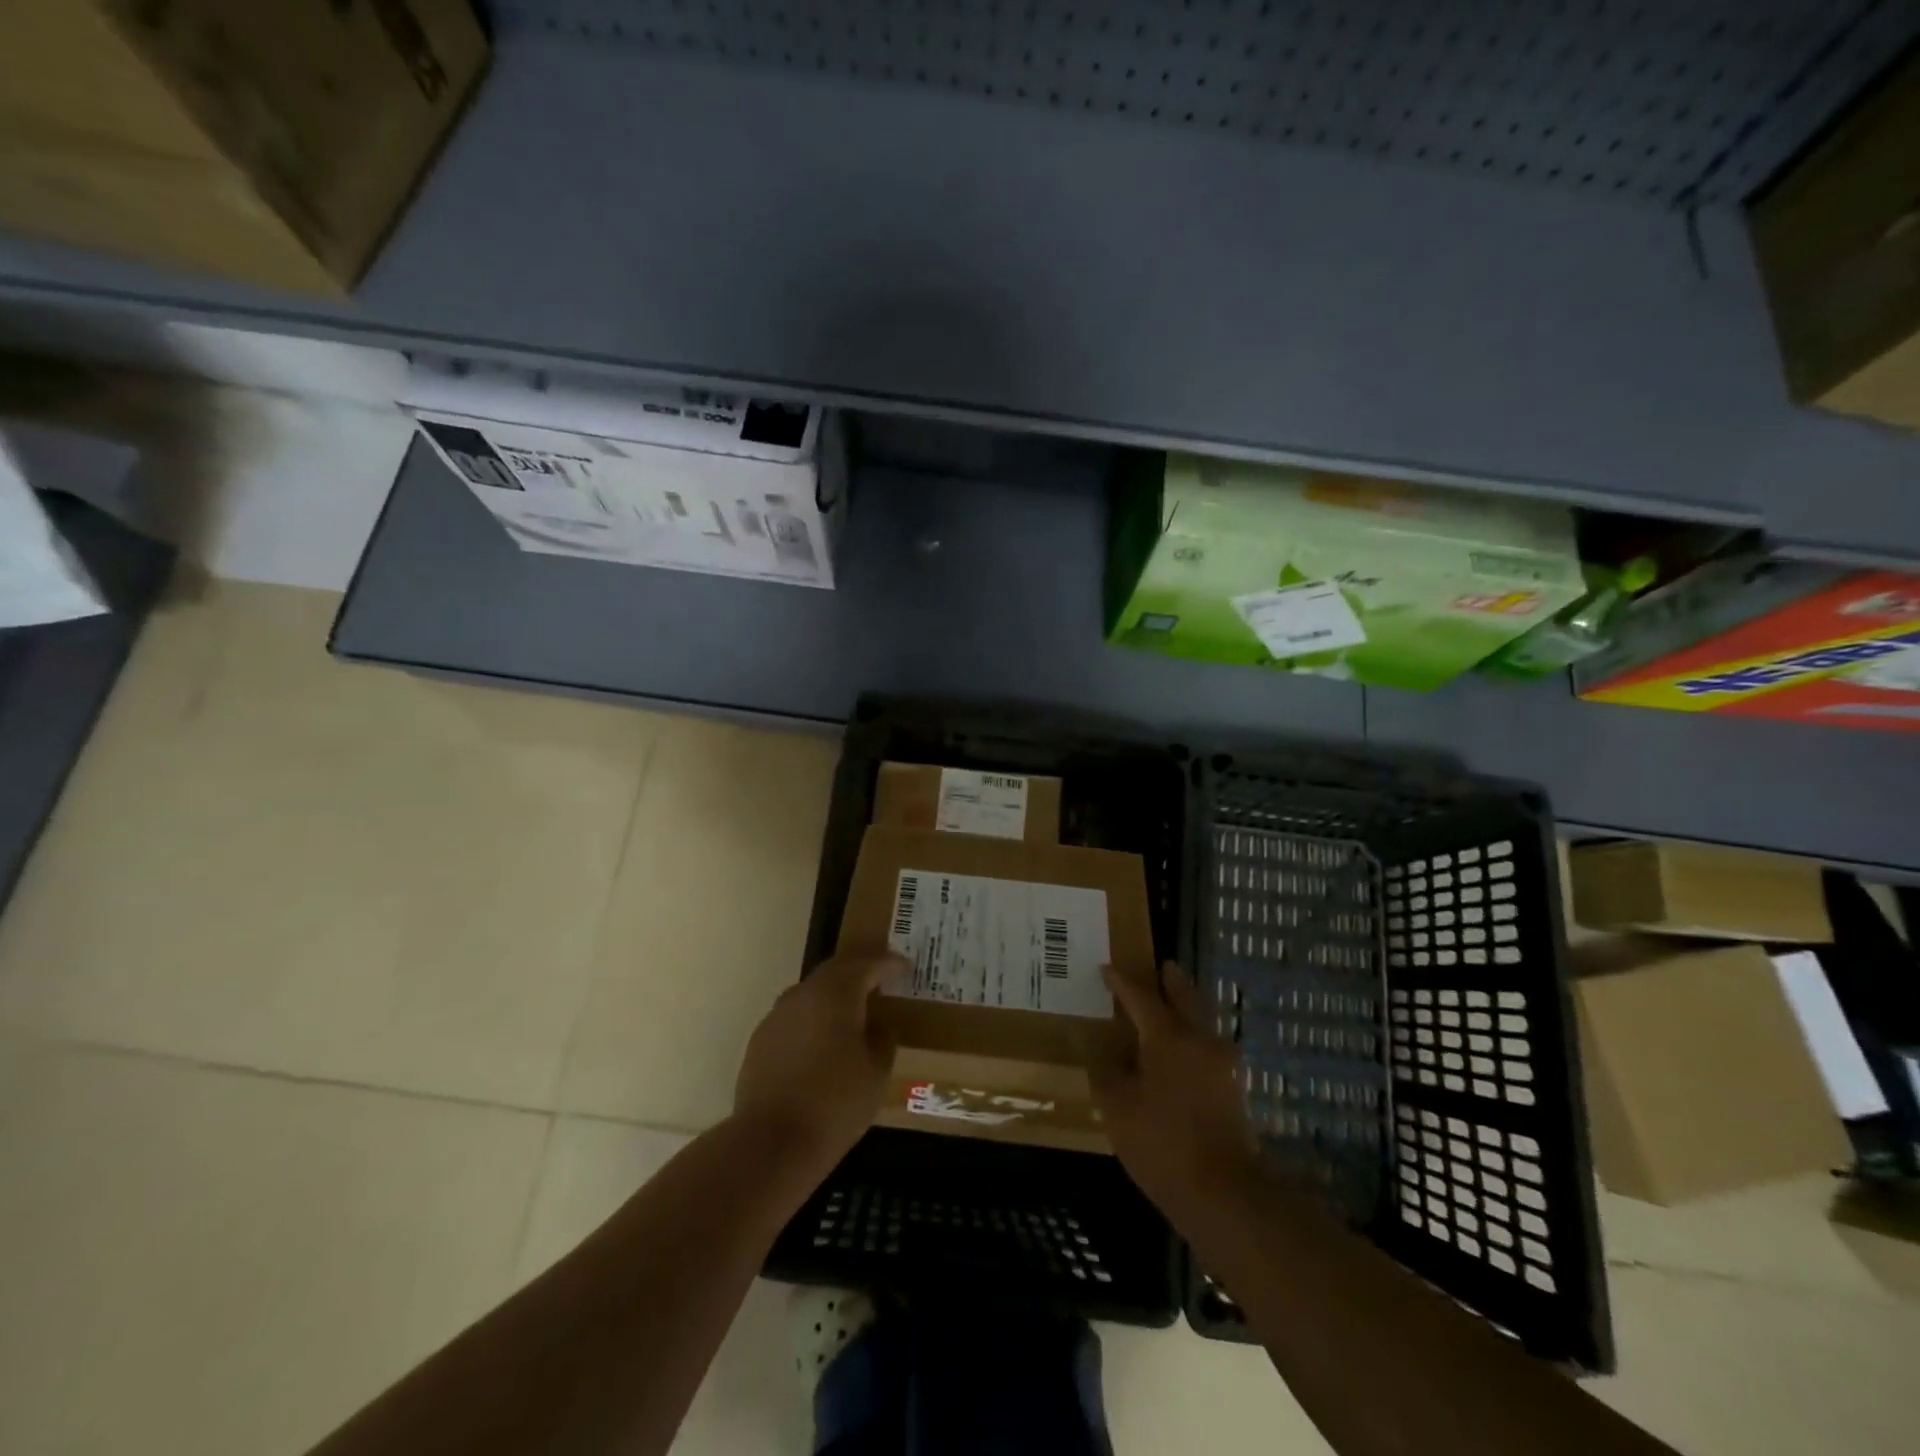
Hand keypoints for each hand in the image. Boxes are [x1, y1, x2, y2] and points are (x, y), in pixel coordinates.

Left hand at [732, 952, 902, 1174]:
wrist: (771, 1143)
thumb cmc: (835, 1103)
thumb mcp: (877, 1072)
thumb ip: (882, 1039)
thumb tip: (879, 1025)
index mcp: (836, 993)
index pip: (867, 964)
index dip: (889, 963)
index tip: (905, 966)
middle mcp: (803, 994)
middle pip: (836, 970)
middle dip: (860, 970)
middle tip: (882, 976)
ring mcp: (777, 1016)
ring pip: (813, 992)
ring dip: (835, 993)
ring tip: (855, 1008)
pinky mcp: (760, 1040)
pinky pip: (795, 1016)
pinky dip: (815, 1017)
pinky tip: (823, 1039)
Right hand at [1092, 960, 1259, 1213]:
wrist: (1223, 1194)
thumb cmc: (1161, 1143)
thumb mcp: (1117, 1106)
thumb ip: (1104, 1069)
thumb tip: (1095, 1043)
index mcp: (1168, 1035)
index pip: (1141, 996)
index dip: (1121, 981)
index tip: (1106, 968)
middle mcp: (1200, 1038)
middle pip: (1184, 996)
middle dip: (1170, 981)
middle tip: (1158, 967)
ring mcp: (1223, 1062)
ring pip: (1202, 1019)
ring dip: (1185, 1006)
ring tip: (1168, 1003)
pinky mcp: (1233, 1087)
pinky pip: (1208, 1043)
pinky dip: (1193, 1033)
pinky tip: (1180, 1048)